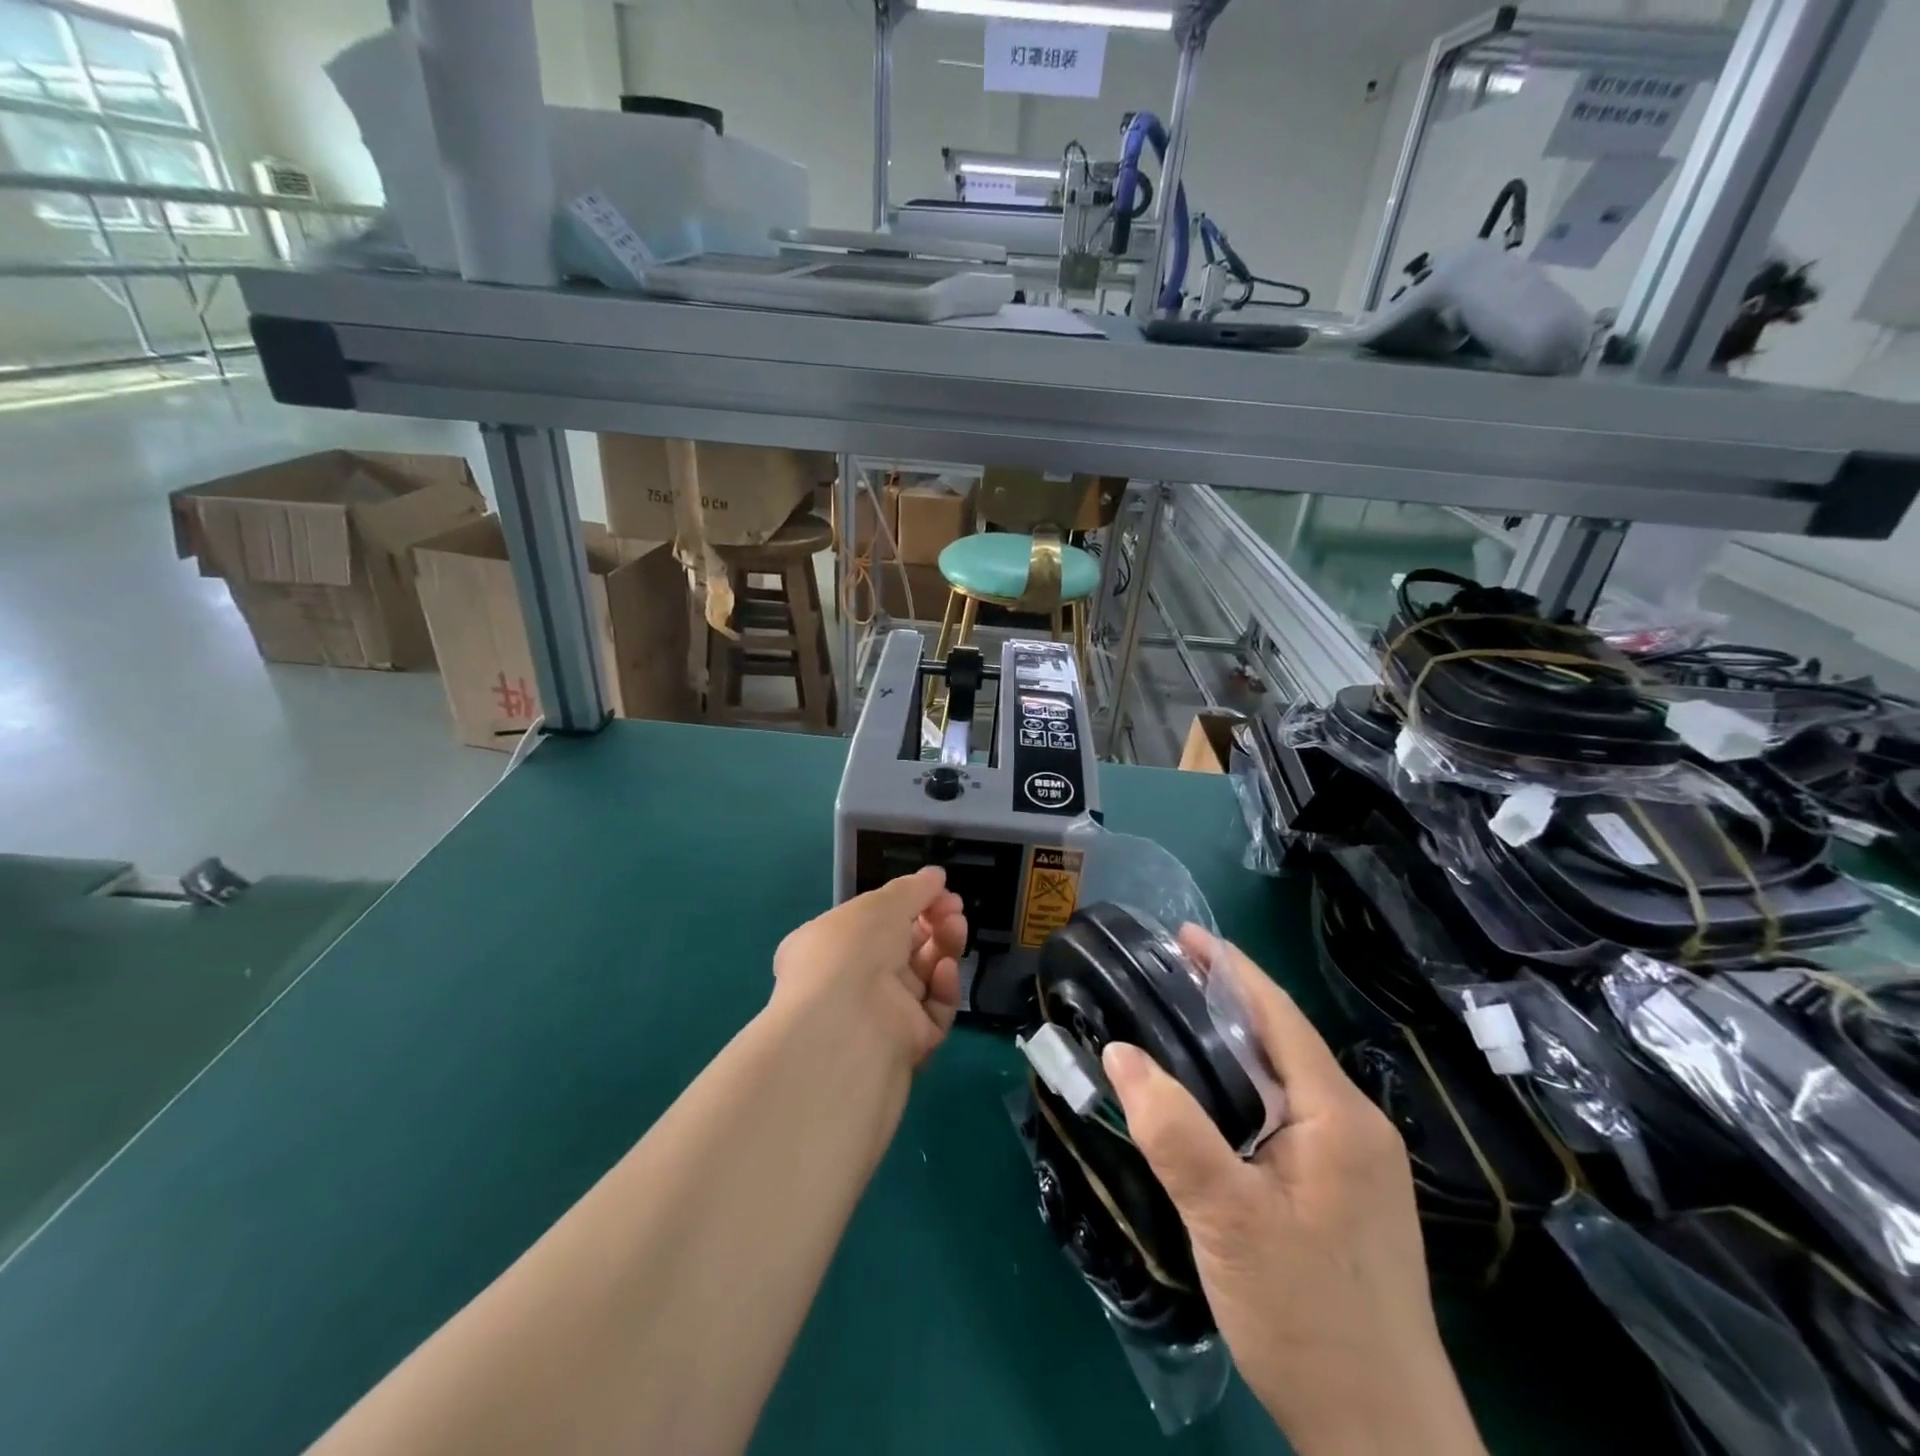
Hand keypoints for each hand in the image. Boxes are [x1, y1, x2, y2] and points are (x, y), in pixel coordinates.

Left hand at [771, 867, 967, 1068]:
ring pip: (923, 977)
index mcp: (830, 946)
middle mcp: (850, 982)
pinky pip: (933, 1010)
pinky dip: (943, 987)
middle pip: (903, 948)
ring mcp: (879, 1014)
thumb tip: (936, 876)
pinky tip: (946, 969)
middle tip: (954, 909)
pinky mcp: (907, 1044)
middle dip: (933, 923)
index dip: (908, 903)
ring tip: (957, 927)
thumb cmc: (851, 951)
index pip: (874, 922)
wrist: (847, 1027)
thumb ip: (913, 888)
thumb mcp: (880, 904)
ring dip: (943, 948)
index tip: (939, 890)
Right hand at [1100, 927, 1484, 1455]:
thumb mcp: (1226, 1219)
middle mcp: (1357, 1127)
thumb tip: (1119, 1051)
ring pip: (1287, 1081)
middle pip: (1285, 1041)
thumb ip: (1173, 1130)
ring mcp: (1357, 1164)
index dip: (1230, 969)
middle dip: (1227, 1000)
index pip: (1279, 1015)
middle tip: (1166, 977)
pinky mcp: (1346, 1195)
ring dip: (1235, 1045)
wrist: (1383, 1440)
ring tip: (1178, 1024)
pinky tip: (1214, 1100)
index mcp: (1338, 1115)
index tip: (1183, 936)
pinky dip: (1246, 1087)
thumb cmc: (1306, 1316)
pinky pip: (1289, 1115)